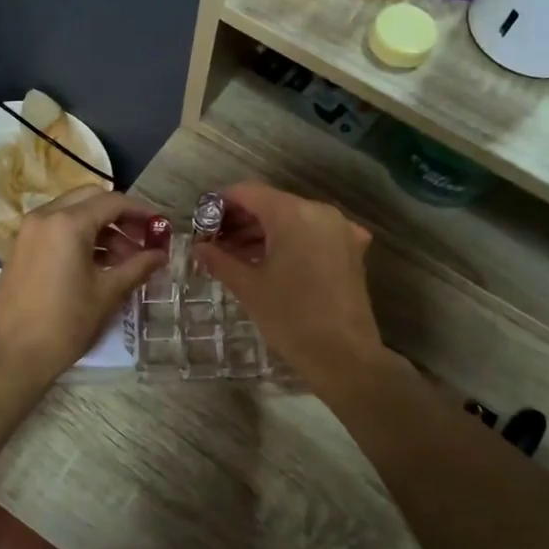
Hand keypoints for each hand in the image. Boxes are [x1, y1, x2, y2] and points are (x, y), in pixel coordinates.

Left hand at [0, 187, 166, 389]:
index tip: (161, 227)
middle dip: (120, 215)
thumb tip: (161, 254)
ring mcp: (29, 231)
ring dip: (101, 228)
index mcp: (68, 223)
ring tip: (126, 259)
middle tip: (143, 238)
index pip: (113, 202)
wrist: (13, 355)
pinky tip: (99, 264)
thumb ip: (138, 266)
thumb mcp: (108, 293)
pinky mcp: (21, 247)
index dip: (142, 211)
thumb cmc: (66, 323)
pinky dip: (80, 237)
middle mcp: (45, 216)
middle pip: (91, 199)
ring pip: (73, 213)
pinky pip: (56, 228)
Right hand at [190, 181, 388, 394]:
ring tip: (235, 255)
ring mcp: (340, 230)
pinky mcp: (351, 249)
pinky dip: (289, 242)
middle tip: (214, 242)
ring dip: (264, 232)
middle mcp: (320, 212)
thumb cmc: (290, 318)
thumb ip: (220, 260)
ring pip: (293, 219)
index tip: (201, 220)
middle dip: (241, 220)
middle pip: (272, 203)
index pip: (249, 192)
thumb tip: (198, 247)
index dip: (221, 202)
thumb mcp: (249, 288)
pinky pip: (312, 234)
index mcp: (293, 214)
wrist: (344, 356)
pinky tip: (270, 263)